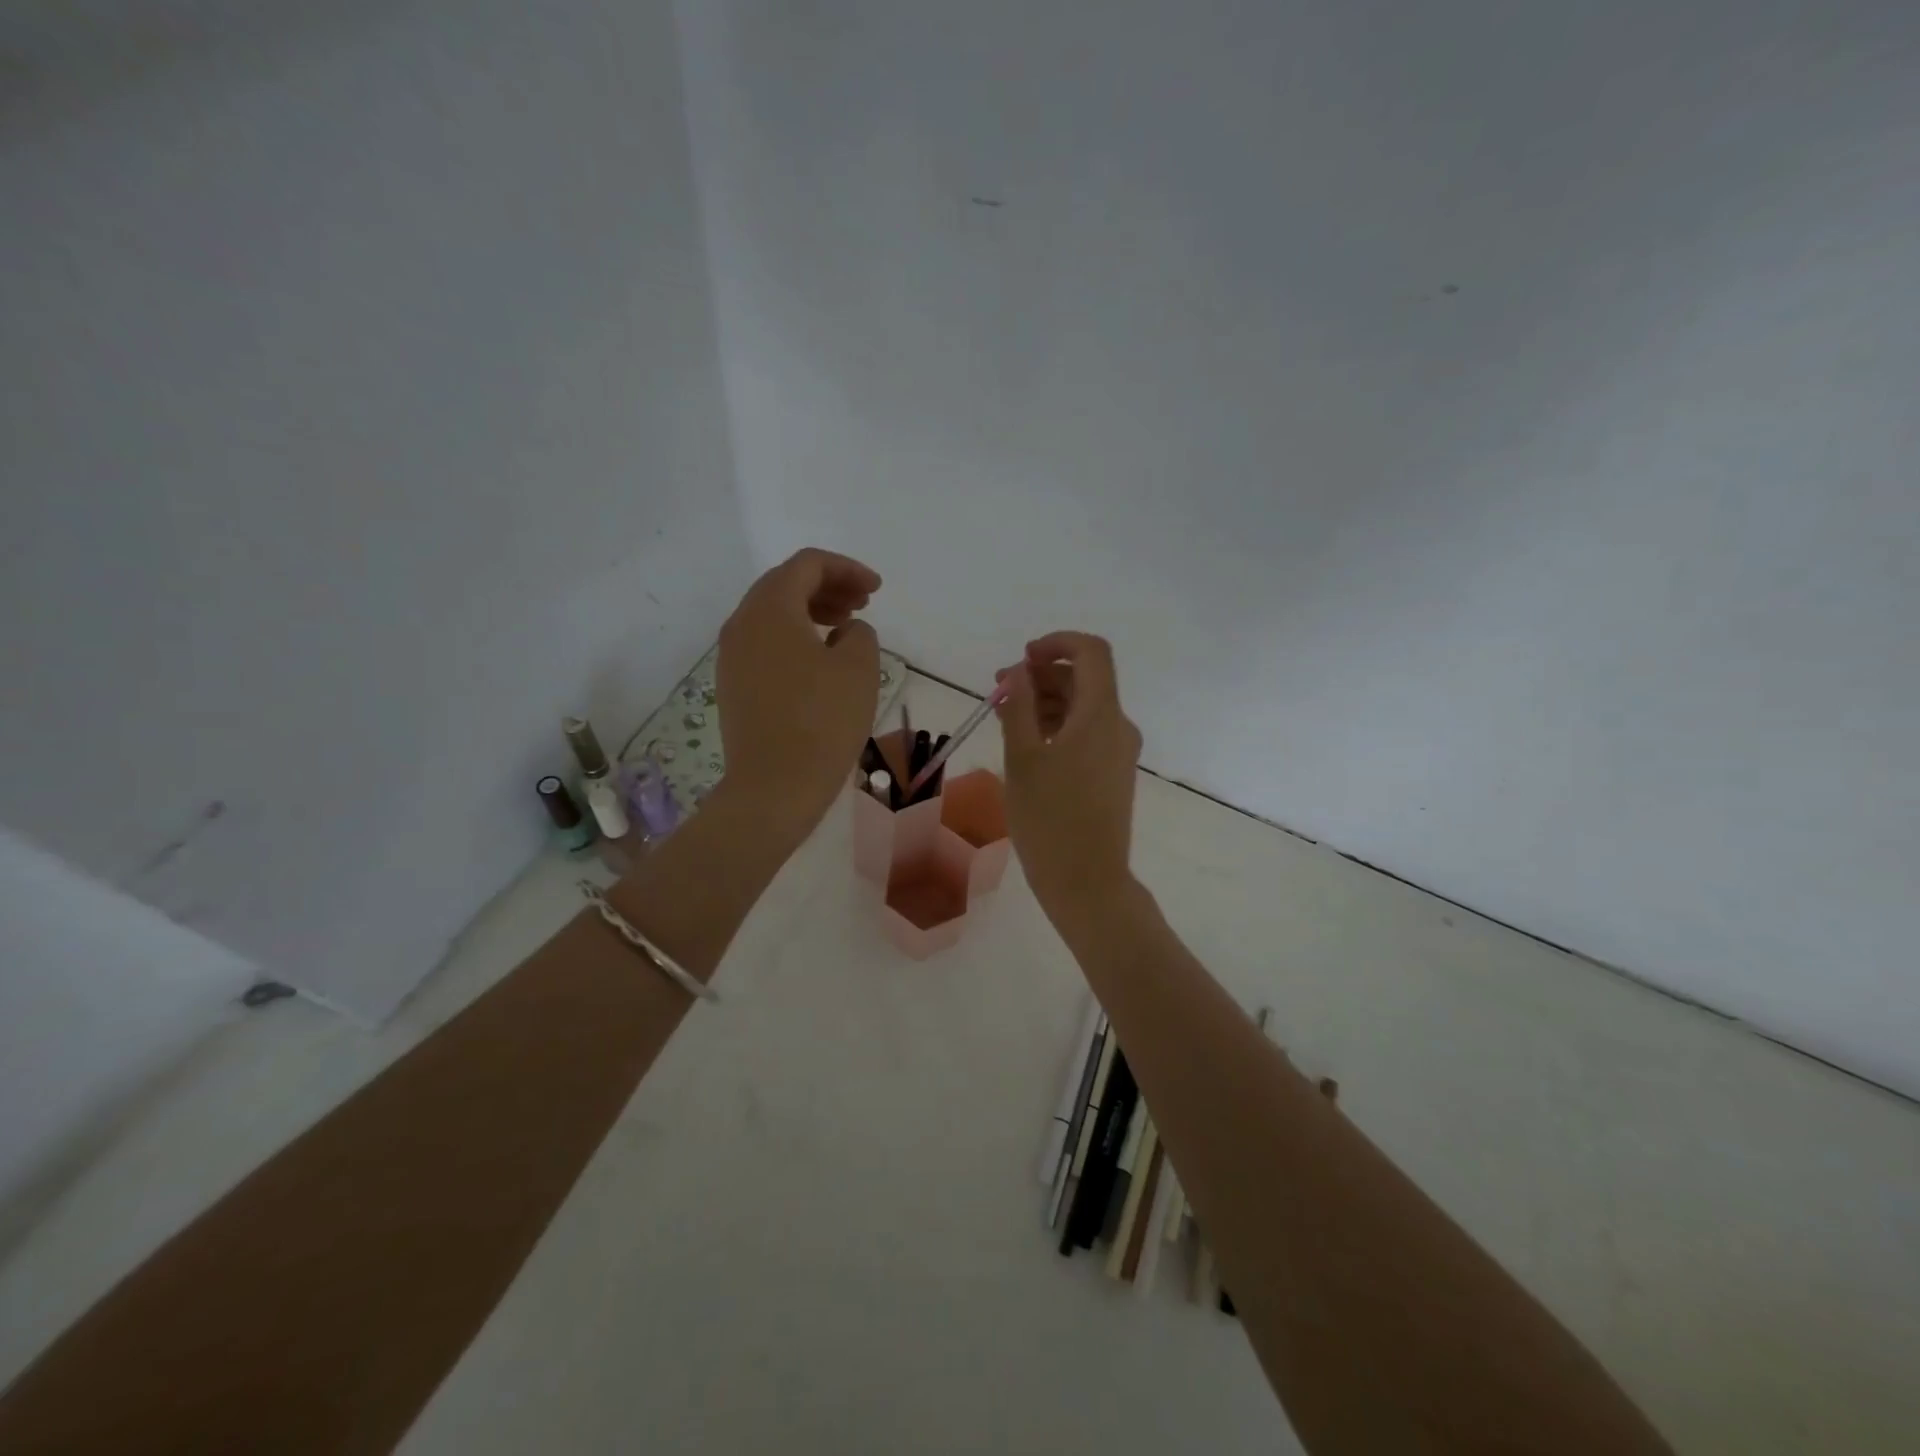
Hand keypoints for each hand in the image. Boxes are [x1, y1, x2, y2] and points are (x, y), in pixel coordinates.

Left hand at [716, 549, 881, 843]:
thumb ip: (860, 633)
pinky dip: (794, 637)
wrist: (774, 787)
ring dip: (811, 612)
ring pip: (773, 615)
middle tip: (863, 604)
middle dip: (828, 587)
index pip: (807, 565)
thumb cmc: (822, 722)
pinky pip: (764, 643)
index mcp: (770, 608)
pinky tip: (819, 661)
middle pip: (784, 584)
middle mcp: (741, 623)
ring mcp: (731, 656)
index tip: (876, 590)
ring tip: (845, 629)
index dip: (847, 569)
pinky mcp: (733, 685)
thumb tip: (845, 632)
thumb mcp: (859, 668)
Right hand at [995, 632, 1143, 927]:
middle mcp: (1118, 725)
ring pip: (1083, 707)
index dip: (1056, 644)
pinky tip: (1027, 743)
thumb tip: (1019, 672)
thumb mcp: (1022, 757)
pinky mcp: (1113, 772)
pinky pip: (1086, 733)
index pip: (1091, 652)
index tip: (1022, 659)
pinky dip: (1057, 726)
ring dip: (1046, 702)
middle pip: (1085, 680)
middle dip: (1042, 676)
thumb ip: (1019, 706)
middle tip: (1001, 691)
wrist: (1086, 881)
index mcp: (1100, 715)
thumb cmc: (1049, 818)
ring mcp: (1119, 751)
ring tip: (1005, 718)